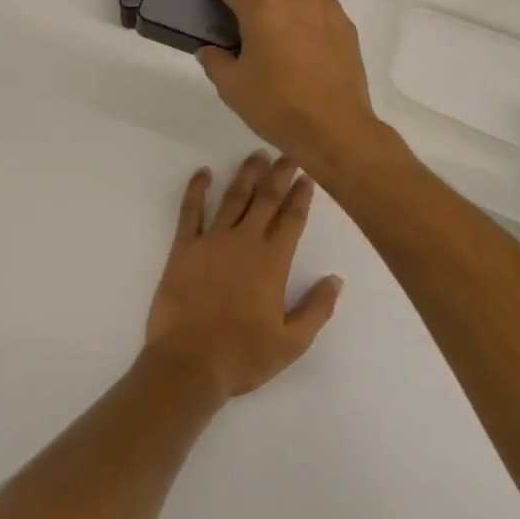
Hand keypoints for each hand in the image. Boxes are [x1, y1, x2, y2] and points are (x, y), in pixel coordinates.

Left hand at [143, 153, 342, 400]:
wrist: (189, 364)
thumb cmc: (243, 356)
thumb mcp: (292, 343)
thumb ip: (316, 309)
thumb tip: (335, 279)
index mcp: (272, 262)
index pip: (291, 219)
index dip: (300, 196)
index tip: (307, 176)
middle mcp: (244, 242)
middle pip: (266, 199)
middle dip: (279, 174)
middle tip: (288, 154)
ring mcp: (211, 241)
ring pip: (233, 197)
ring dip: (246, 174)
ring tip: (257, 155)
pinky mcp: (184, 248)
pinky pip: (190, 211)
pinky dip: (197, 189)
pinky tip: (203, 173)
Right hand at [197, 0, 387, 174]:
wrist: (336, 129)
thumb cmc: (278, 106)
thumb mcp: (232, 87)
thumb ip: (214, 60)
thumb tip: (210, 50)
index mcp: (262, 6)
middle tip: (230, 3)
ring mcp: (324, 6)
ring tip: (264, 18)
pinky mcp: (343, 21)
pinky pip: (313, 1)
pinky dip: (297, 6)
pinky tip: (293, 29)